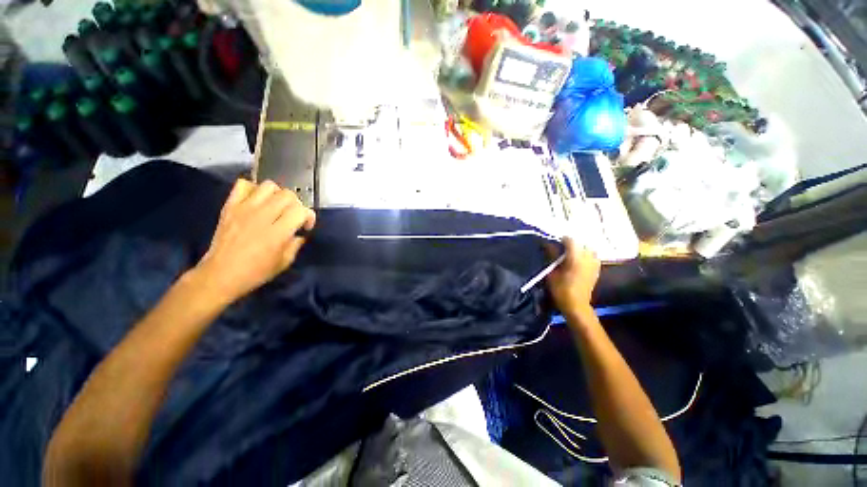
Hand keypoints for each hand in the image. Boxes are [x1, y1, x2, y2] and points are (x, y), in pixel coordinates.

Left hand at [190, 179, 315, 305]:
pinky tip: (256, 201)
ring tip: (276, 206)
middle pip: (288, 195)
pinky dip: (253, 189)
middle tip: (292, 216)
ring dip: (277, 194)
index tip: (305, 226)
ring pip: (269, 186)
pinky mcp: (230, 206)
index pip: (301, 210)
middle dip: (296, 204)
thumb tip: (299, 233)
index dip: (309, 216)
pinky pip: (243, 185)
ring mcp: (244, 208)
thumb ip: (296, 244)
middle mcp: (263, 216)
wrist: (220, 274)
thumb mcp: (285, 262)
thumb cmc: (256, 272)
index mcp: (278, 232)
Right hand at [545, 237, 600, 316]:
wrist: (576, 305)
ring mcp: (594, 264)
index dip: (562, 239)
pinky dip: (585, 255)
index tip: (555, 242)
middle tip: (561, 248)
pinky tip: (577, 260)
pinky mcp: (596, 269)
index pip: (571, 240)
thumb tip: (547, 244)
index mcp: (576, 258)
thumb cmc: (561, 289)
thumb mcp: (552, 272)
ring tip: (570, 253)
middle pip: (581, 243)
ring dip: (580, 249)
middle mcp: (588, 258)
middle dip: (572, 244)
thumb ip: (551, 256)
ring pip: (588, 249)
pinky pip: (592, 256)